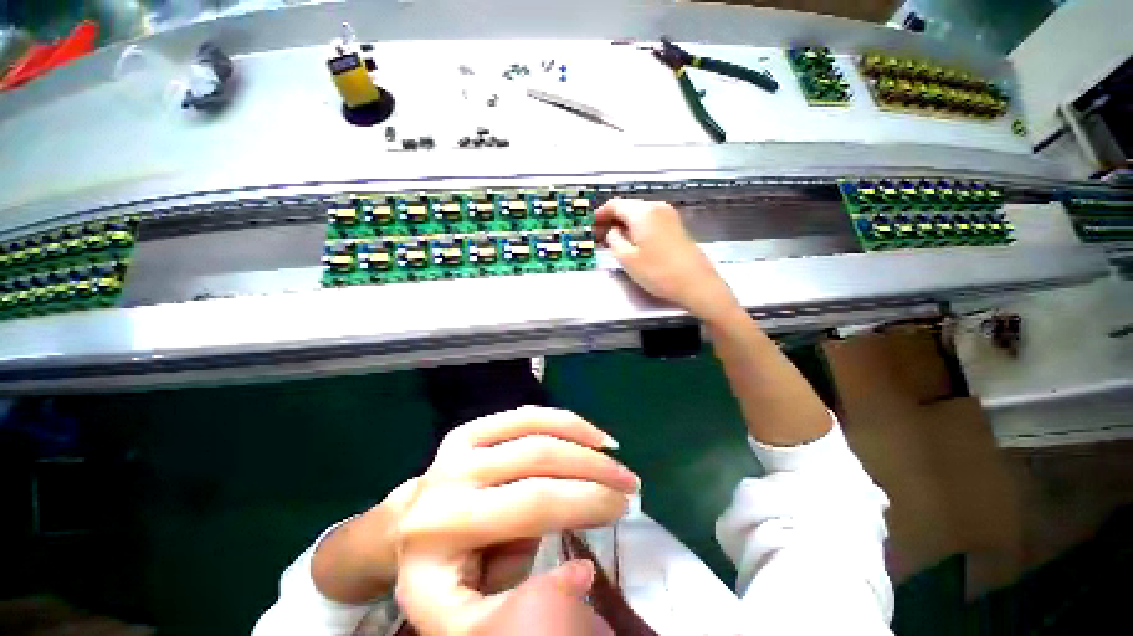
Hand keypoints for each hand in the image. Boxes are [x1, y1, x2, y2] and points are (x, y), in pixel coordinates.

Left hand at [394, 406, 638, 634]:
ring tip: (615, 455)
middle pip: (539, 459)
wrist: (405, 533)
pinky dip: (563, 421)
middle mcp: (451, 475)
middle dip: (594, 469)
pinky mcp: (470, 429)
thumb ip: (518, 614)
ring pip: (537, 429)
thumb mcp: (467, 620)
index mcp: (445, 527)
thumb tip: (581, 570)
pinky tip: (589, 433)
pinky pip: (526, 416)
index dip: (585, 501)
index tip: (622, 509)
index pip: (533, 503)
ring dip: (584, 440)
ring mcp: (460, 444)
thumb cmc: (442, 578)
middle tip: (629, 482)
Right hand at [596, 198, 737, 322]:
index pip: (615, 204)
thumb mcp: (627, 259)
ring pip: (639, 215)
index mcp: (643, 212)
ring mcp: (669, 216)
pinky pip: (650, 222)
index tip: (590, 225)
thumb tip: (612, 231)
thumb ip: (613, 240)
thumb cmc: (658, 272)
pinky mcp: (676, 227)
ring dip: (624, 225)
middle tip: (599, 236)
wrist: (696, 284)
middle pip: (628, 208)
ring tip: (613, 242)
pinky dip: (637, 229)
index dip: (600, 214)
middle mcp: (657, 207)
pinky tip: (632, 243)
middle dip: (612, 220)